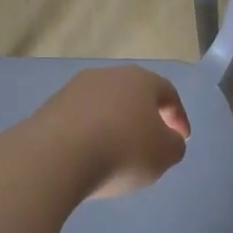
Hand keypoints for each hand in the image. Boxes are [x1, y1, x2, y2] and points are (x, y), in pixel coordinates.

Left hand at [32, 66, 191, 199]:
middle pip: (133, 94)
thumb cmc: (122, 150)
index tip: (182, 139)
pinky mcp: (50, 108)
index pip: (167, 92)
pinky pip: (80, 120)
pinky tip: (89, 157)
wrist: (55, 156)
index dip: (178, 116)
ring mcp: (75, 89)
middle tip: (151, 142)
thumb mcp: (164, 154)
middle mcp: (107, 75)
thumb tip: (169, 140)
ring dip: (115, 125)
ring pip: (104, 105)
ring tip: (117, 153)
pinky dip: (90, 135)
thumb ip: (174, 145)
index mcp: (140, 79)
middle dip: (145, 117)